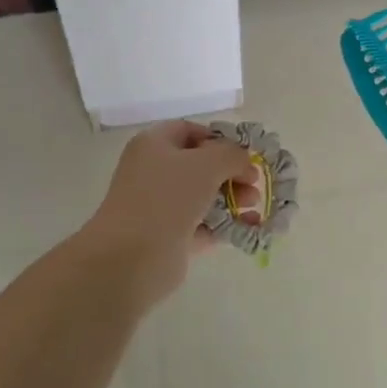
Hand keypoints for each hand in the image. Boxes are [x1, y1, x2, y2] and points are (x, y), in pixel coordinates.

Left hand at [75, 121, 256, 307]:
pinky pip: (201, 225)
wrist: (132, 257)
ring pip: (201, 196)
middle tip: (254, 184)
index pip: (189, 131)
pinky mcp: (167, 236)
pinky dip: (224, 224)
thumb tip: (242, 159)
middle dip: (231, 172)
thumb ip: (231, 154)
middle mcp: (153, 172)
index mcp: (153, 144)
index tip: (244, 154)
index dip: (219, 139)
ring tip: (253, 207)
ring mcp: (159, 206)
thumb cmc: (168, 197)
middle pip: (199, 165)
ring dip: (231, 198)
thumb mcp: (207, 164)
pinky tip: (248, 228)